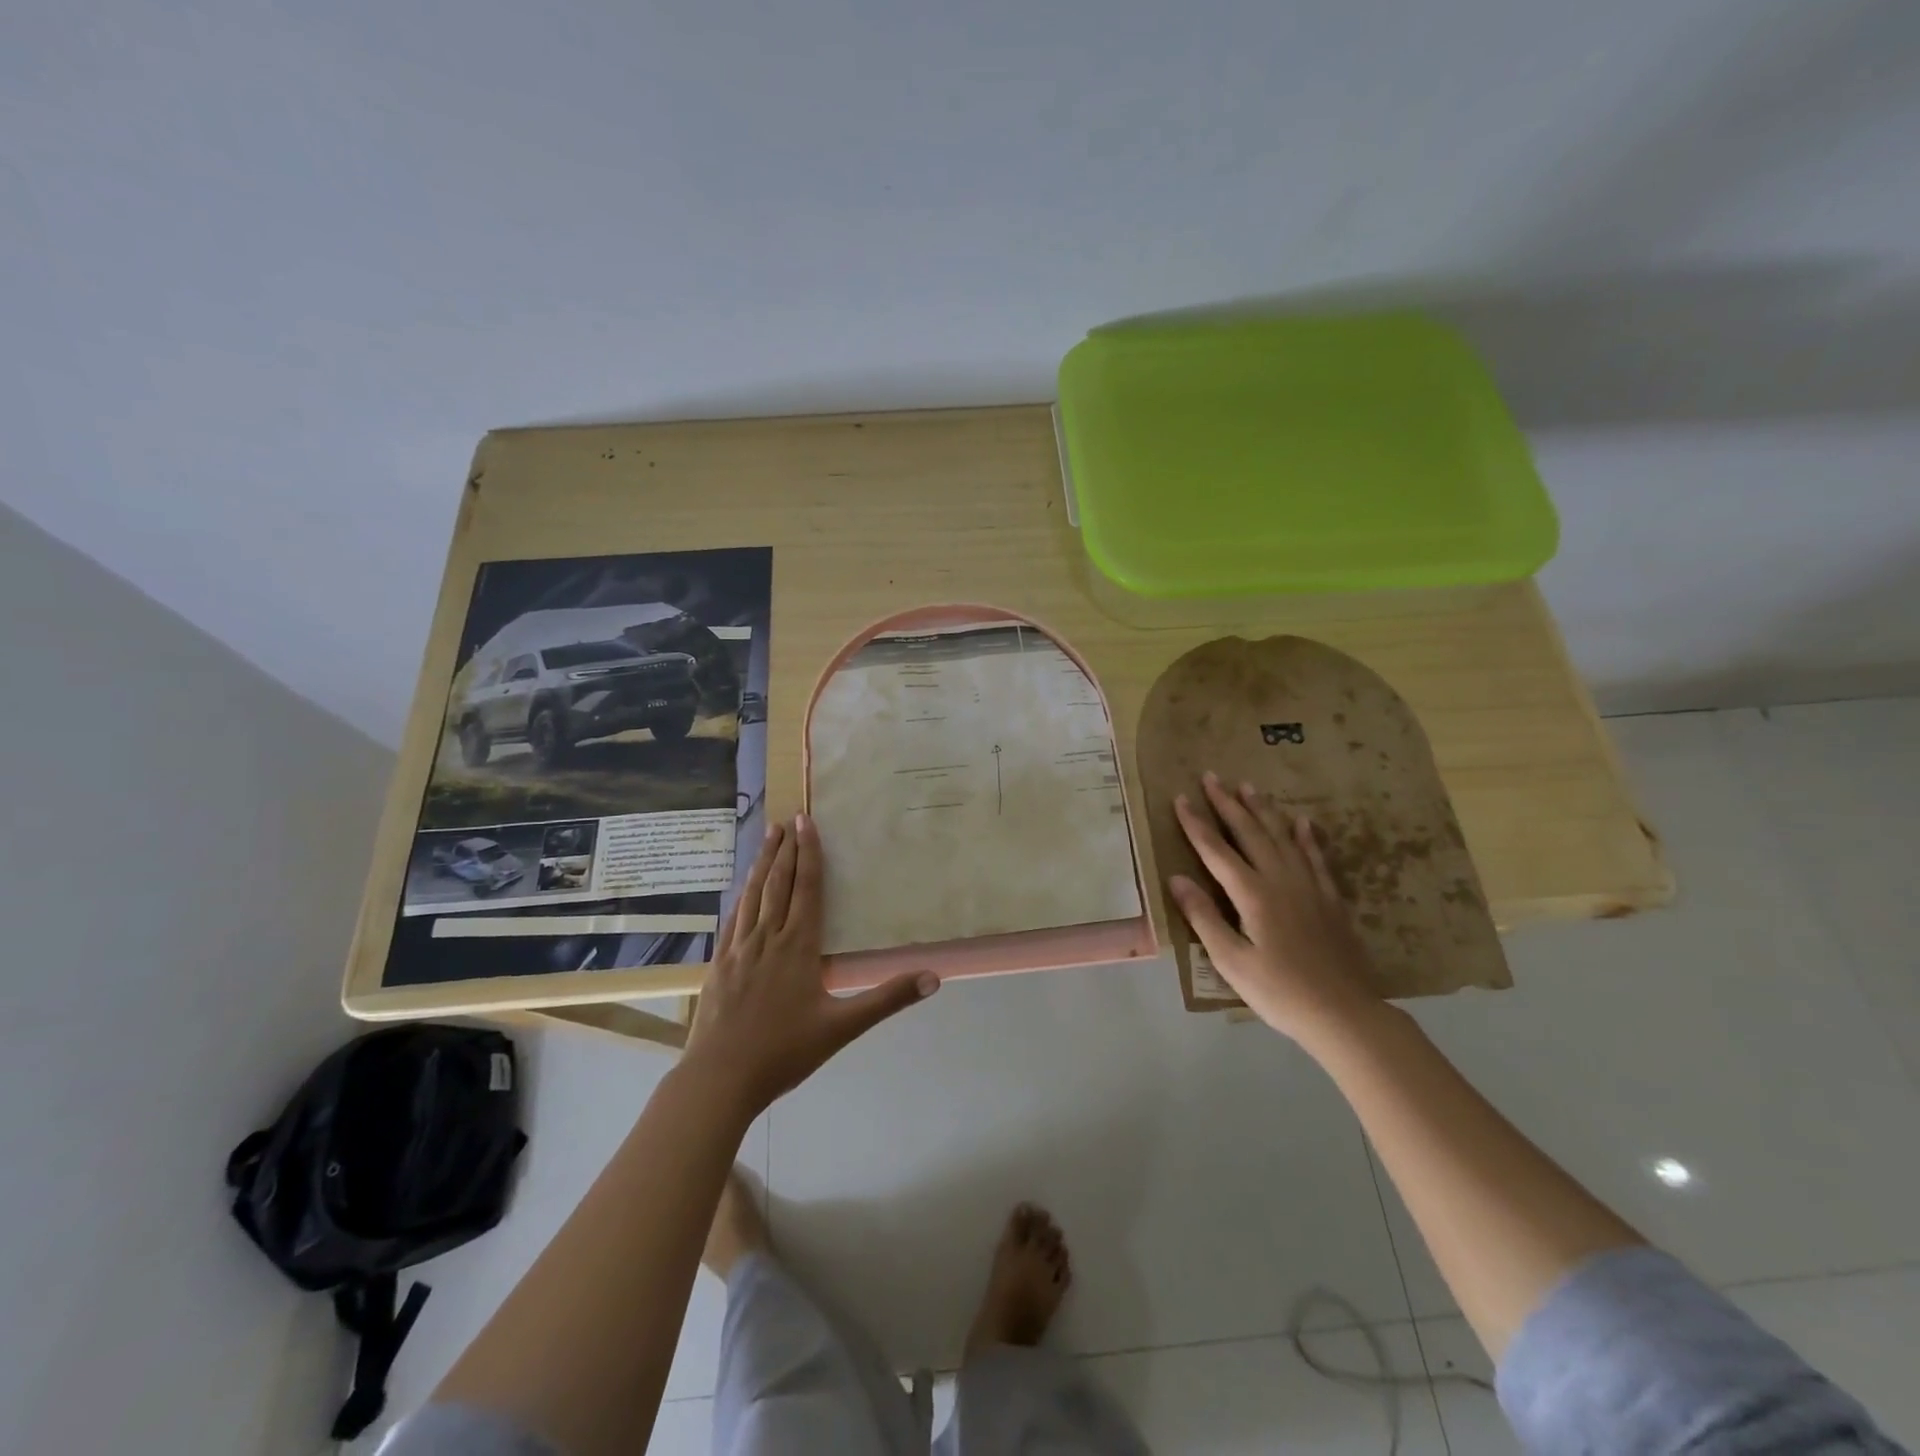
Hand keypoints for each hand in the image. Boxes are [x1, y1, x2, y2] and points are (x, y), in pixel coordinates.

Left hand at [686, 814, 938, 1114]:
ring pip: (752, 896)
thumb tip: (933, 978)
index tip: (807, 823)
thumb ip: (887, 999)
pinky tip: (740, 890)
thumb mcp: (842, 1027)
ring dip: (762, 865)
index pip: (807, 889)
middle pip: (778, 884)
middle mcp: (768, 938)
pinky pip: (732, 920)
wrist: (720, 1078)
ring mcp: (739, 949)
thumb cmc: (784, 1051)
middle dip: (785, 850)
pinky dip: (740, 897)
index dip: (809, 854)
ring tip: (766, 838)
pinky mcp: (719, 964)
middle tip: (787, 820)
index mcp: (798, 946)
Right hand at [1168, 772, 1383, 1044]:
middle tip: (1212, 776)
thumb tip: (1176, 877)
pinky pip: (1316, 857)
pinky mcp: (1330, 899)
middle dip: (1227, 803)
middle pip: (1250, 832)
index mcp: (1252, 894)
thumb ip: (1204, 916)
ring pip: (1282, 836)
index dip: (1196, 823)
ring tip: (1248, 786)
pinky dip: (1307, 836)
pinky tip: (1303, 822)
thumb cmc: (1279, 992)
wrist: (1345, 1014)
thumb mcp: (1231, 961)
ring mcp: (1309, 886)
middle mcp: (1280, 880)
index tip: (1181, 797)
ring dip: (1263, 809)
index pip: (1216, 850)